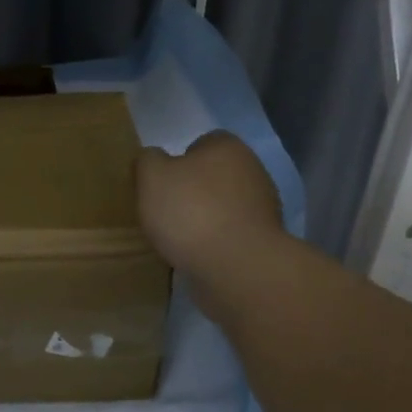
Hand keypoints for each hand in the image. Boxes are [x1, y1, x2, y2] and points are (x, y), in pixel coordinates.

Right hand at [137, 131, 283, 278]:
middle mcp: (252, 171)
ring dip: (203, 219)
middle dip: (192, 191)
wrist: (237, 268)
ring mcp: (263, 209)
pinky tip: (195, 256)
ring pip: (223, 207)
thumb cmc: (192, 211)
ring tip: (176, 239)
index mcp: (228, 147)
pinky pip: (230, 235)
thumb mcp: (152, 176)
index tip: (161, 183)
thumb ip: (147, 160)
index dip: (178, 160)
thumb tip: (153, 159)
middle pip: (213, 176)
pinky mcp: (263, 242)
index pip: (202, 143)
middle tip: (164, 210)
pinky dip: (214, 243)